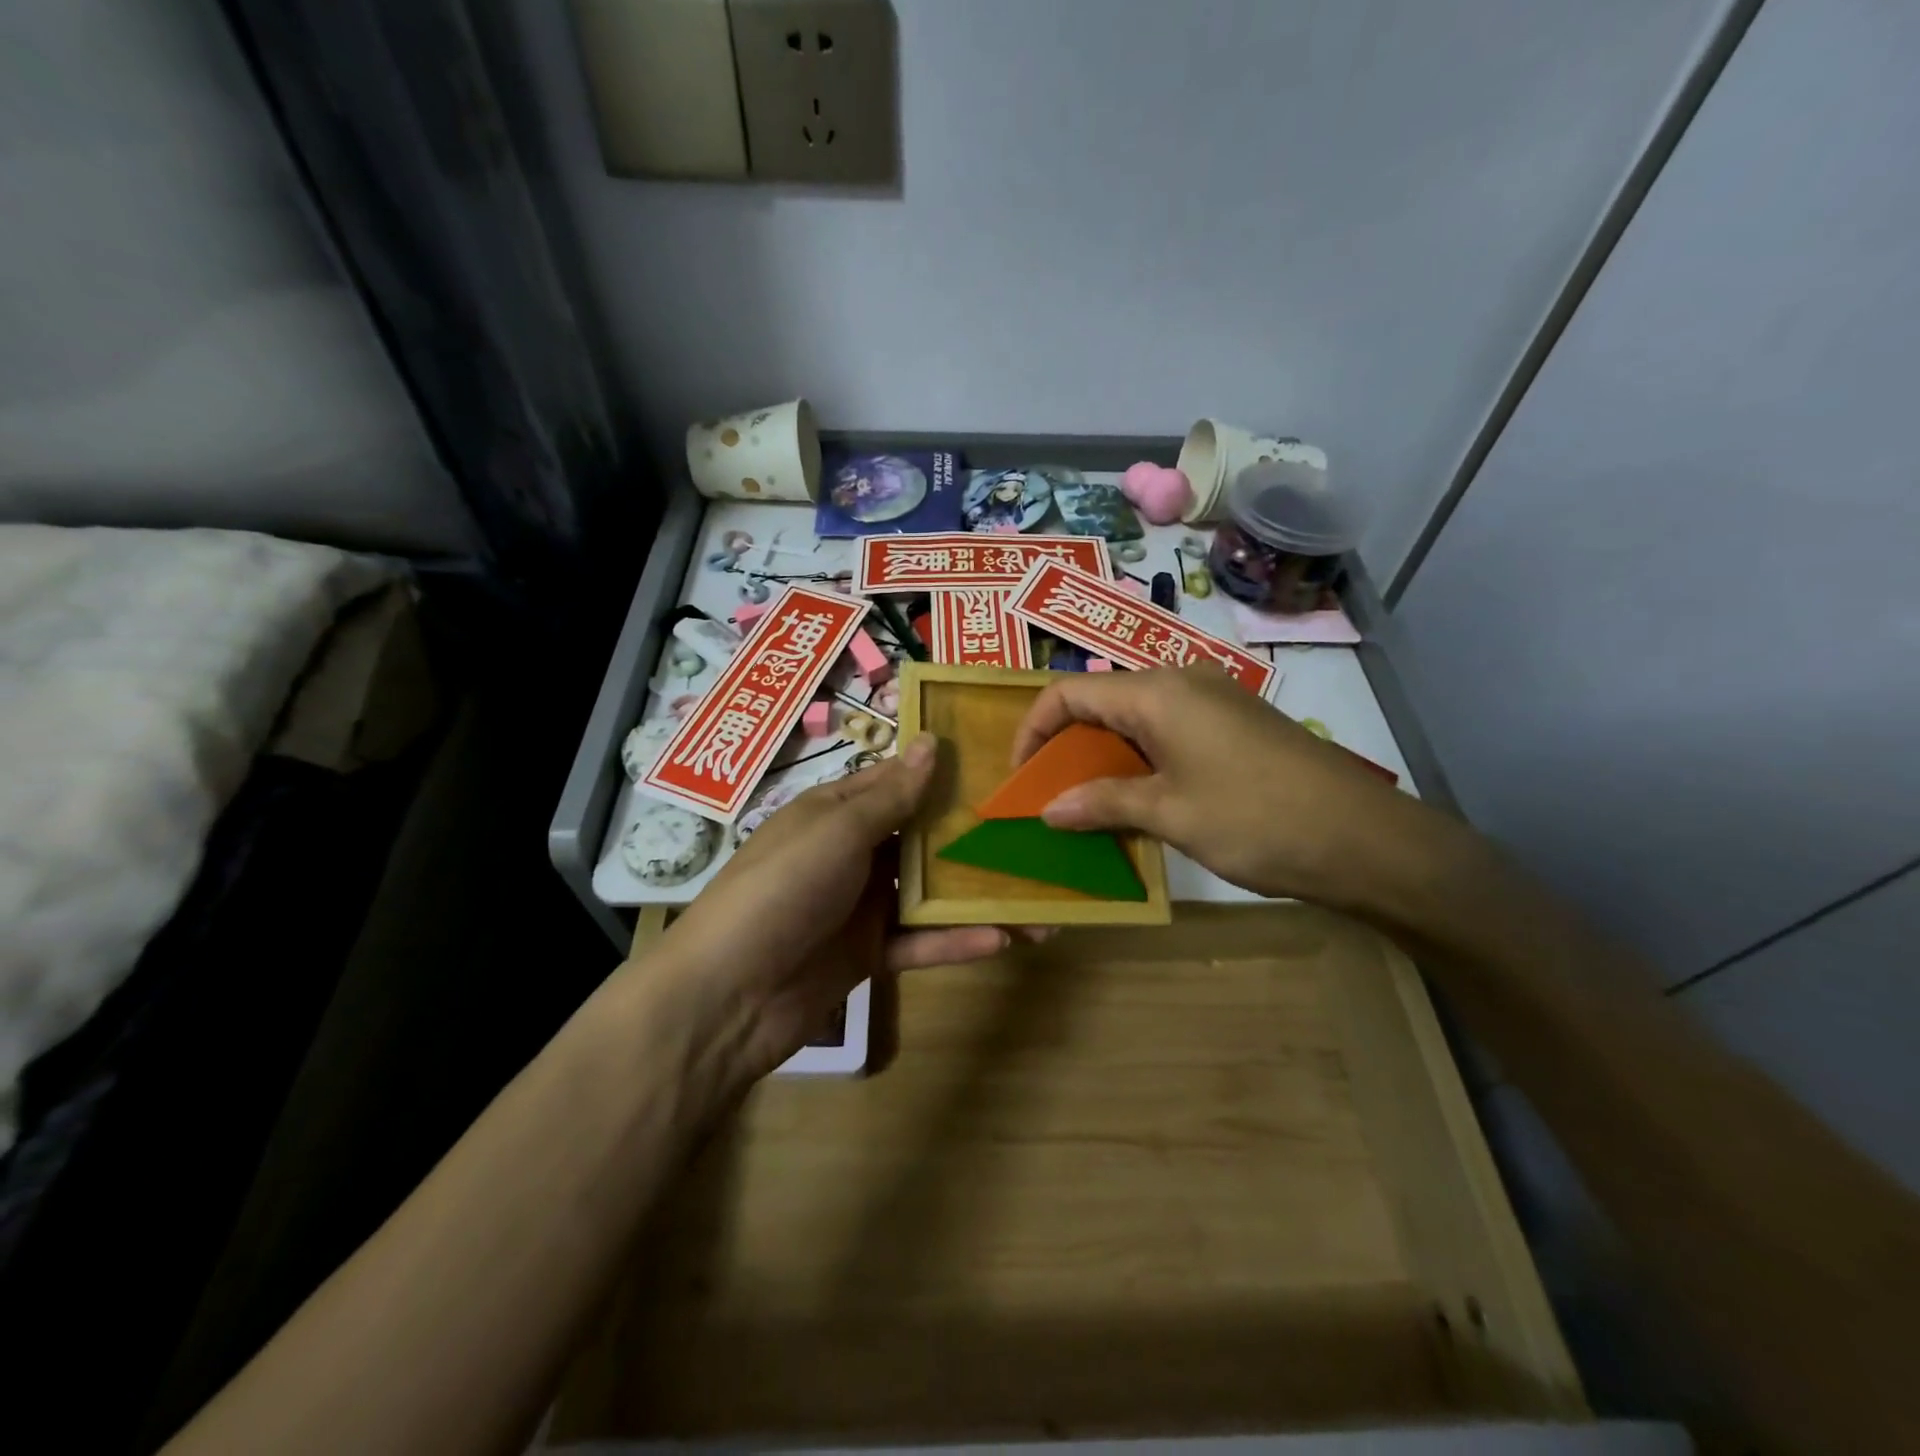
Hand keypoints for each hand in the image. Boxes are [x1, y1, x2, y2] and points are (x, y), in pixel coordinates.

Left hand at [657, 734, 1008, 1083]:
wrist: (728, 995)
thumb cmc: (783, 888)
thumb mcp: (837, 831)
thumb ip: (891, 795)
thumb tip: (932, 742)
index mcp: (835, 813)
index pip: (896, 783)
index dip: (941, 774)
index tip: (999, 766)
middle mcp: (851, 854)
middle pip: (920, 839)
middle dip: (971, 838)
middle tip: (1032, 832)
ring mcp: (860, 906)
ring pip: (928, 894)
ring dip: (977, 897)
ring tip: (1038, 901)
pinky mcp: (868, 955)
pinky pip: (920, 942)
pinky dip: (956, 941)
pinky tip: (1003, 939)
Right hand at [1011, 665, 1431, 908]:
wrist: (1364, 838)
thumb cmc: (1256, 819)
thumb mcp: (1170, 813)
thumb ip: (1103, 803)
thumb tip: (1048, 810)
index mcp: (1157, 692)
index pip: (1069, 693)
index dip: (1034, 731)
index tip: (1021, 777)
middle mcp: (1181, 680)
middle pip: (1101, 701)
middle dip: (1067, 746)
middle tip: (1052, 795)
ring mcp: (1214, 698)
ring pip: (1135, 717)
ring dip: (1104, 755)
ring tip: (1090, 803)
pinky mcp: (1236, 722)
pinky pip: (1168, 729)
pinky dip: (1140, 758)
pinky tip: (1141, 797)